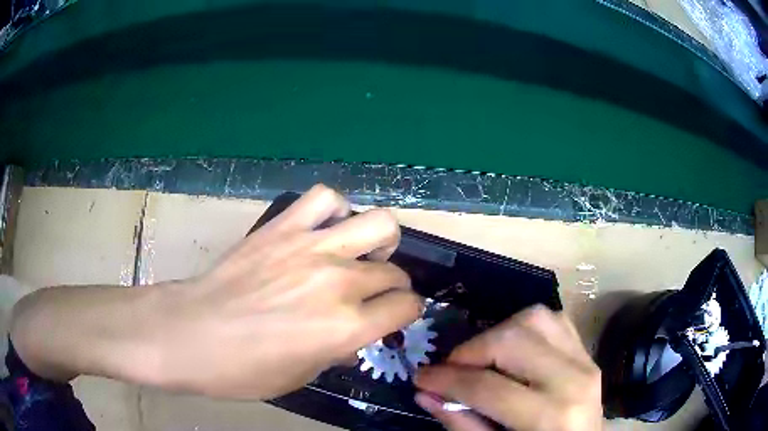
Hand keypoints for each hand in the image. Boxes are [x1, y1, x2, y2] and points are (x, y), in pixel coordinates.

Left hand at [152, 184, 421, 397]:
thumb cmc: (243, 369)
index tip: (395, 316)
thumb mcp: (302, 375)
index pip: (407, 307)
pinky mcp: (283, 227)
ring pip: (378, 222)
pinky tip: (325, 229)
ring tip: (362, 252)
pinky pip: (324, 199)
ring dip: (379, 240)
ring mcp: (311, 247)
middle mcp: (338, 282)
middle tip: (374, 294)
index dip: (407, 313)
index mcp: (346, 327)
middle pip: (395, 271)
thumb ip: (338, 350)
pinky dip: (335, 210)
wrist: (190, 333)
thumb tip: (354, 337)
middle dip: (394, 286)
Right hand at [414, 306, 601, 430]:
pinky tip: (512, 350)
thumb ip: (462, 424)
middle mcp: (573, 379)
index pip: (488, 386)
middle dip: (470, 351)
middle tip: (451, 371)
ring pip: (534, 318)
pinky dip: (524, 327)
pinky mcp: (586, 350)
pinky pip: (553, 319)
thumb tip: (425, 393)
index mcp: (551, 416)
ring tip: (482, 360)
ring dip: (498, 334)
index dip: (446, 379)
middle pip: (512, 339)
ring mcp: (585, 359)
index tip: (421, 377)